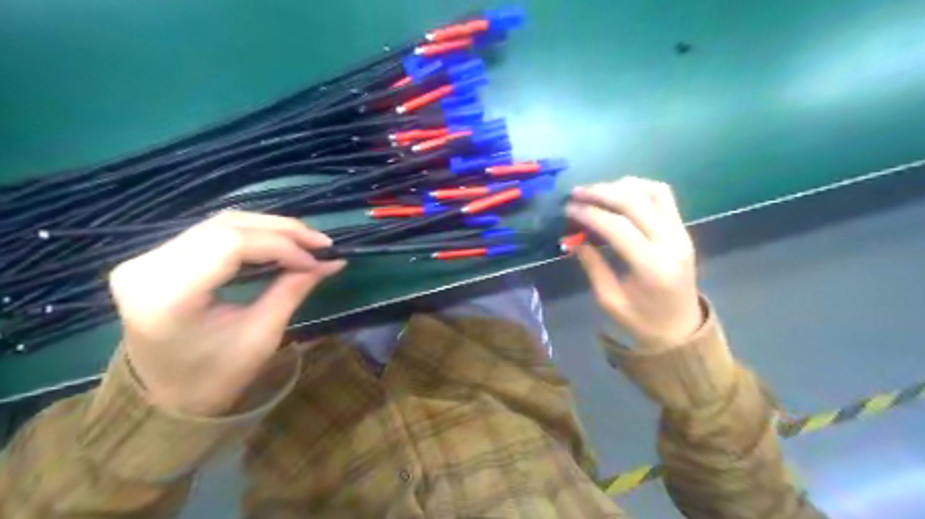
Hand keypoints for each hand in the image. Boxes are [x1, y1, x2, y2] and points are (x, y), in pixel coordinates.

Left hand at [106, 208, 339, 414]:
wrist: (168, 399)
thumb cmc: (217, 376)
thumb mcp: (262, 335)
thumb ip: (293, 289)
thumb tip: (332, 261)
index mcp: (168, 295)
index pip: (231, 244)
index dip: (281, 245)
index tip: (318, 260)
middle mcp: (148, 266)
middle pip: (226, 226)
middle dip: (282, 230)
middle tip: (321, 243)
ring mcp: (147, 258)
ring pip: (221, 223)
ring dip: (270, 228)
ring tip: (306, 241)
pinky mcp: (157, 258)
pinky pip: (213, 232)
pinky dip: (253, 234)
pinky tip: (279, 242)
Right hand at [563, 176, 700, 347]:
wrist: (681, 329)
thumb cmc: (642, 322)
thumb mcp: (609, 300)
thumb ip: (592, 265)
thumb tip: (572, 238)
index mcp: (652, 267)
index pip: (618, 227)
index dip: (590, 213)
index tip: (568, 209)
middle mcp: (671, 243)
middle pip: (635, 202)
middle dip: (601, 192)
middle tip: (576, 193)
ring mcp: (681, 232)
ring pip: (652, 191)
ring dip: (621, 186)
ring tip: (595, 191)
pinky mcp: (682, 229)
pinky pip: (663, 197)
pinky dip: (639, 188)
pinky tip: (619, 193)